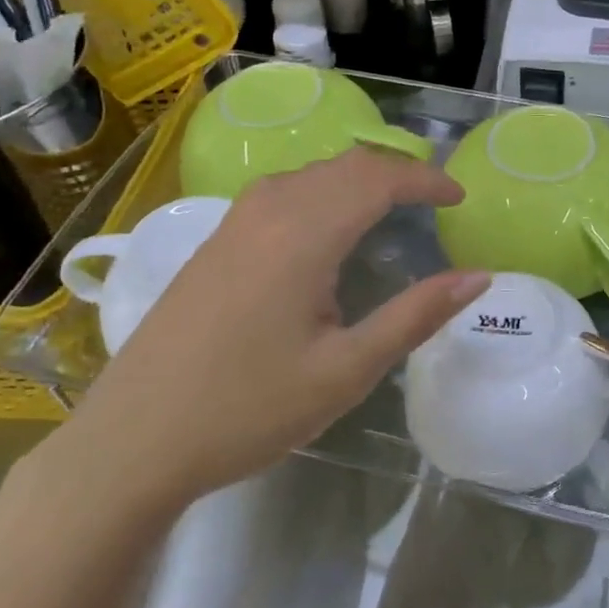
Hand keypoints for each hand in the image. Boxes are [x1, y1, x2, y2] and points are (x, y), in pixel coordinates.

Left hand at [47, 149, 490, 522]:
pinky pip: (284, 189)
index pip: (380, 178)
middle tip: (435, 202)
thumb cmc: (247, 410)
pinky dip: (325, 190)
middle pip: (347, 164)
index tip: (460, 198)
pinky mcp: (216, 240)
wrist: (130, 443)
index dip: (426, 180)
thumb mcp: (346, 371)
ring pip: (313, 172)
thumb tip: (478, 276)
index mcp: (304, 235)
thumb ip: (415, 315)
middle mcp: (269, 210)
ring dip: (360, 178)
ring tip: (392, 210)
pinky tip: (329, 229)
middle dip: (398, 172)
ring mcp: (235, 222)